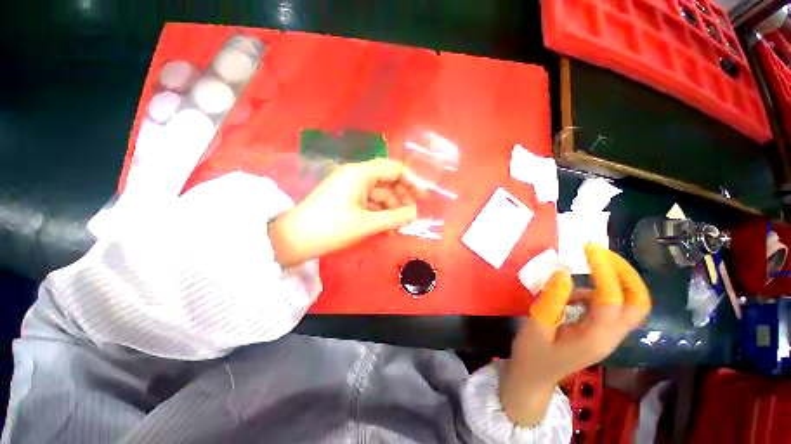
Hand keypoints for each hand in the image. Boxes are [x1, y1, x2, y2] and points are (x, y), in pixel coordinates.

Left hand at [268, 159, 424, 266]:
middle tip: (411, 215)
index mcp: (360, 173)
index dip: (412, 181)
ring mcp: (349, 186)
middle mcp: (355, 174)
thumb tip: (415, 214)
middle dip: (401, 198)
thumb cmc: (331, 228)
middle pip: (387, 180)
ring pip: (378, 193)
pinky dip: (378, 212)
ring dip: (390, 209)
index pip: (394, 168)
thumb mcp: (367, 224)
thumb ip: (395, 217)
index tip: (424, 198)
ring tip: (399, 227)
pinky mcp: (345, 198)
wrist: (293, 240)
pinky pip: (368, 201)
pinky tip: (386, 228)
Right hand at [499, 244, 650, 425]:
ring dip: (613, 281)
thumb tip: (563, 273)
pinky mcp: (600, 333)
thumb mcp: (537, 325)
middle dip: (626, 274)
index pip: (611, 300)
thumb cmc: (532, 353)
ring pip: (628, 304)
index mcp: (594, 338)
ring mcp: (608, 336)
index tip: (588, 249)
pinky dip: (598, 292)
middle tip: (603, 254)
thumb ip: (551, 300)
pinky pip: (610, 307)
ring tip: (586, 268)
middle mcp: (610, 337)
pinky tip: (574, 294)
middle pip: (637, 304)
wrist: (534, 377)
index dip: (604, 271)